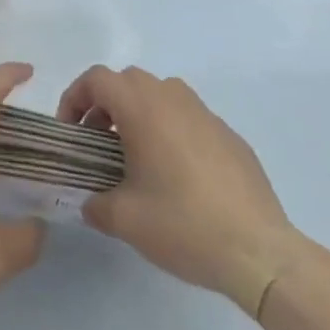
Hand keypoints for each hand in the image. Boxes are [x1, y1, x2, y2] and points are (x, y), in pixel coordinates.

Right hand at [58, 65, 306, 314]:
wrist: (259, 251)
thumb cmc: (183, 224)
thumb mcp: (125, 219)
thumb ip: (95, 204)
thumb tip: (89, 202)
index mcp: (142, 106)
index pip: (97, 79)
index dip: (75, 98)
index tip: (70, 131)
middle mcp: (172, 97)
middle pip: (128, 81)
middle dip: (105, 105)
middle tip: (97, 143)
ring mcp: (205, 113)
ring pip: (160, 95)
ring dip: (139, 114)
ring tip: (135, 156)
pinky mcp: (229, 135)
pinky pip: (188, 118)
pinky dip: (171, 131)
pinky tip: (177, 175)